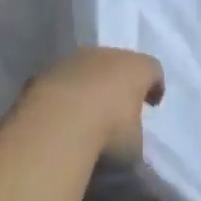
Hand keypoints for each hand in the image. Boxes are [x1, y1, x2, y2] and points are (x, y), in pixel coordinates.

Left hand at [16, 47, 163, 162]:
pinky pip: (61, 81)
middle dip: (118, 82)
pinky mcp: (46, 72)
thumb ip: (134, 138)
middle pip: (118, 63)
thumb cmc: (108, 131)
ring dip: (89, 85)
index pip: (152, 69)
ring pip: (87, 68)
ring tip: (85, 113)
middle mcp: (107, 54)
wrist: (57, 122)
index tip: (152, 103)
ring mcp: (74, 60)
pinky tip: (60, 116)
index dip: (154, 85)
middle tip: (117, 107)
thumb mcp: (134, 146)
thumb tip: (130, 144)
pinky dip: (63, 94)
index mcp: (137, 67)